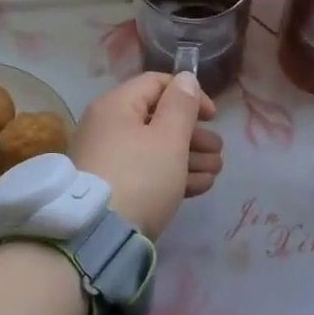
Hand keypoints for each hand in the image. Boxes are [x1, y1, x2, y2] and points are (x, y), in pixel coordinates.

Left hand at [72, 71, 223, 237]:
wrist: (96, 237)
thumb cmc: (139, 177)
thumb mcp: (168, 138)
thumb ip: (181, 106)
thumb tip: (186, 77)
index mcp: (117, 105)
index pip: (157, 83)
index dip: (189, 94)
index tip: (212, 117)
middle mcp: (108, 126)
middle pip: (158, 119)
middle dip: (194, 134)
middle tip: (218, 151)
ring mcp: (108, 158)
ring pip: (155, 148)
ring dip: (190, 157)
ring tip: (215, 171)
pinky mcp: (112, 188)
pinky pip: (146, 172)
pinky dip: (172, 175)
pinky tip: (199, 186)